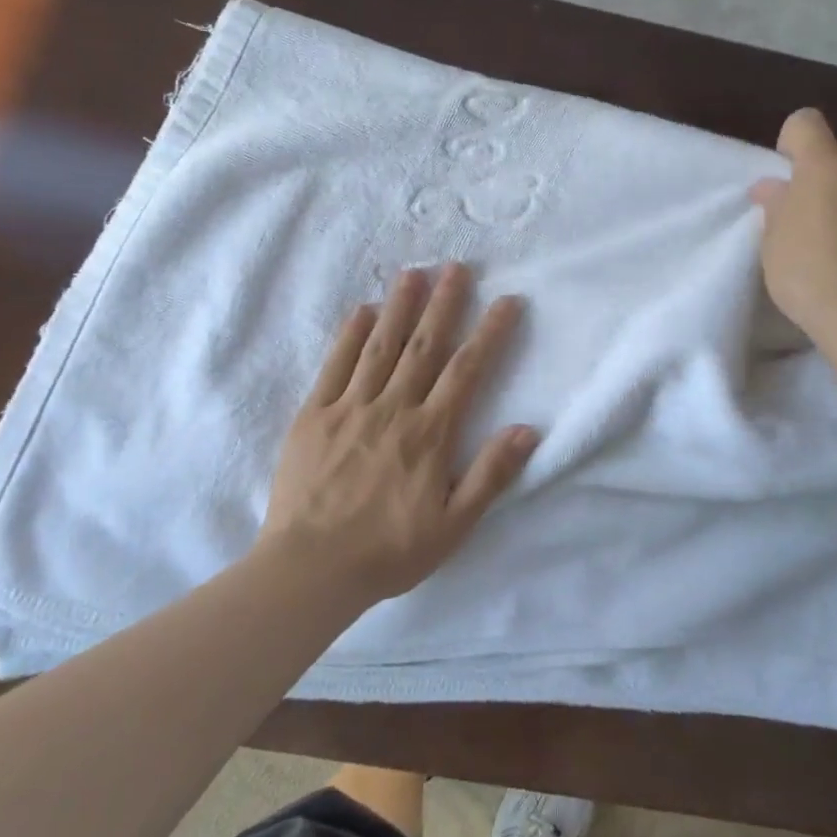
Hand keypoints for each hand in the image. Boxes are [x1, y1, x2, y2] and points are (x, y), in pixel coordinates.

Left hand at [259, 263, 537, 601]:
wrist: (309, 569)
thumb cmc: (388, 552)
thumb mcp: (453, 526)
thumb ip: (490, 475)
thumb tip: (526, 429)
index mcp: (429, 434)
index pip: (467, 371)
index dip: (489, 332)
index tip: (506, 300)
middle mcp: (393, 409)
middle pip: (424, 346)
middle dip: (444, 304)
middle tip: (457, 266)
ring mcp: (349, 408)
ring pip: (381, 346)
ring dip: (400, 306)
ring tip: (413, 272)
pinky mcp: (313, 415)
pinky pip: (334, 366)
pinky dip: (349, 335)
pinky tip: (362, 310)